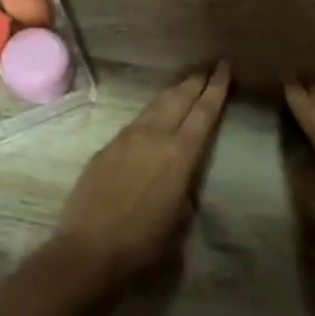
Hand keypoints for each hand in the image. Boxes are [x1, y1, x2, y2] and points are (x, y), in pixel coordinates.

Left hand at [52, 64, 231, 285]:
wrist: (90, 249)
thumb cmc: (144, 243)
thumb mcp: (180, 218)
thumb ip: (184, 188)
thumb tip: (181, 178)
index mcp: (180, 154)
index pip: (203, 112)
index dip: (216, 88)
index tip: (224, 68)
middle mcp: (154, 137)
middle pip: (178, 99)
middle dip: (195, 81)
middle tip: (208, 66)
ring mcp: (126, 139)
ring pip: (155, 105)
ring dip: (172, 92)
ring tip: (184, 82)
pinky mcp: (106, 148)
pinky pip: (135, 121)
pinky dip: (151, 112)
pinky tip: (153, 115)